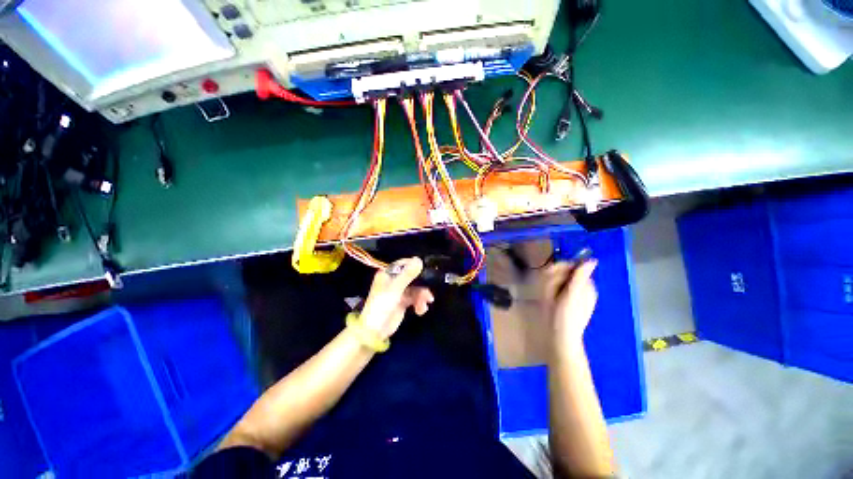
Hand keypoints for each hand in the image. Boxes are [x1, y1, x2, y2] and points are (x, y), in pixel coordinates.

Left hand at [359, 257, 434, 340]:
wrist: (375, 330)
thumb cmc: (382, 305)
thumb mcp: (395, 288)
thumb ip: (408, 274)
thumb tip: (419, 259)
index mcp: (388, 274)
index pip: (404, 264)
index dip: (415, 266)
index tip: (426, 270)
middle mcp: (394, 280)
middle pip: (413, 277)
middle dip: (422, 284)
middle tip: (429, 290)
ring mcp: (399, 291)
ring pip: (416, 288)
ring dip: (422, 296)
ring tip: (424, 304)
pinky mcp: (403, 302)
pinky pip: (415, 298)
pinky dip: (419, 303)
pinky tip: (421, 310)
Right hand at [543, 260, 598, 349]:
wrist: (561, 337)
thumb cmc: (565, 316)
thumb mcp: (571, 295)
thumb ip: (580, 277)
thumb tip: (593, 260)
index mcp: (587, 286)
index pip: (573, 266)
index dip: (559, 267)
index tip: (547, 274)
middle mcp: (582, 288)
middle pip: (564, 273)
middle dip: (554, 279)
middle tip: (548, 291)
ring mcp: (574, 294)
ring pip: (558, 280)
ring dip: (550, 286)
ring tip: (548, 298)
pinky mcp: (566, 300)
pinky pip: (557, 288)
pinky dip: (551, 292)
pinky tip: (549, 300)